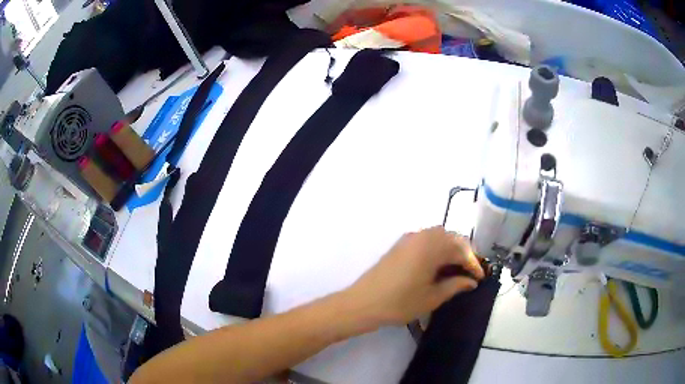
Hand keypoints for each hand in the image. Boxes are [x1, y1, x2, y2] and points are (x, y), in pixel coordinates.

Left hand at [345, 226, 484, 327]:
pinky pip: (426, 239)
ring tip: (456, 269)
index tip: (480, 277)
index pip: (461, 250)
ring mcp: (409, 238)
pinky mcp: (400, 244)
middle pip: (451, 238)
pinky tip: (438, 264)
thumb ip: (455, 285)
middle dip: (464, 253)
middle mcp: (422, 236)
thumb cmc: (400, 302)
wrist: (363, 303)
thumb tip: (471, 281)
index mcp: (432, 246)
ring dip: (451, 249)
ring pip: (438, 236)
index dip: (473, 263)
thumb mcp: (432, 297)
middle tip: (470, 271)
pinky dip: (437, 248)